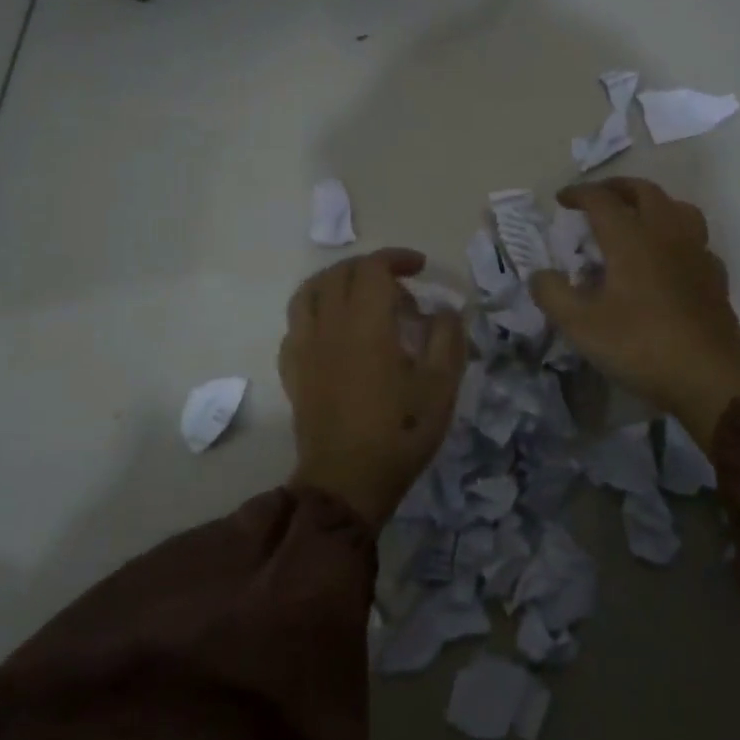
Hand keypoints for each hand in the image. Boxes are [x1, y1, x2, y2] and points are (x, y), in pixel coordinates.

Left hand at [280, 248, 465, 527]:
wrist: (346, 482)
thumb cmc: (400, 433)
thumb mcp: (441, 386)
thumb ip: (447, 337)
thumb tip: (444, 310)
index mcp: (365, 324)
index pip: (372, 268)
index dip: (396, 258)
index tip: (419, 267)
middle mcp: (329, 325)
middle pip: (340, 273)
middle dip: (371, 268)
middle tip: (399, 288)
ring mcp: (304, 346)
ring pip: (310, 291)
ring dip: (337, 282)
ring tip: (360, 297)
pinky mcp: (292, 369)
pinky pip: (297, 322)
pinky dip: (317, 311)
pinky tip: (335, 331)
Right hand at [529, 179, 739, 449]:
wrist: (708, 376)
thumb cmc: (639, 344)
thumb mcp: (580, 325)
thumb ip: (552, 294)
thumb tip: (540, 275)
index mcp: (630, 237)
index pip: (601, 199)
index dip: (578, 194)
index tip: (561, 199)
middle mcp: (665, 233)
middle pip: (644, 191)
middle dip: (616, 188)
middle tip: (597, 197)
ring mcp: (696, 252)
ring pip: (678, 207)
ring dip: (653, 203)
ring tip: (637, 217)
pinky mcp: (714, 275)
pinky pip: (695, 240)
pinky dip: (676, 236)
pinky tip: (669, 256)